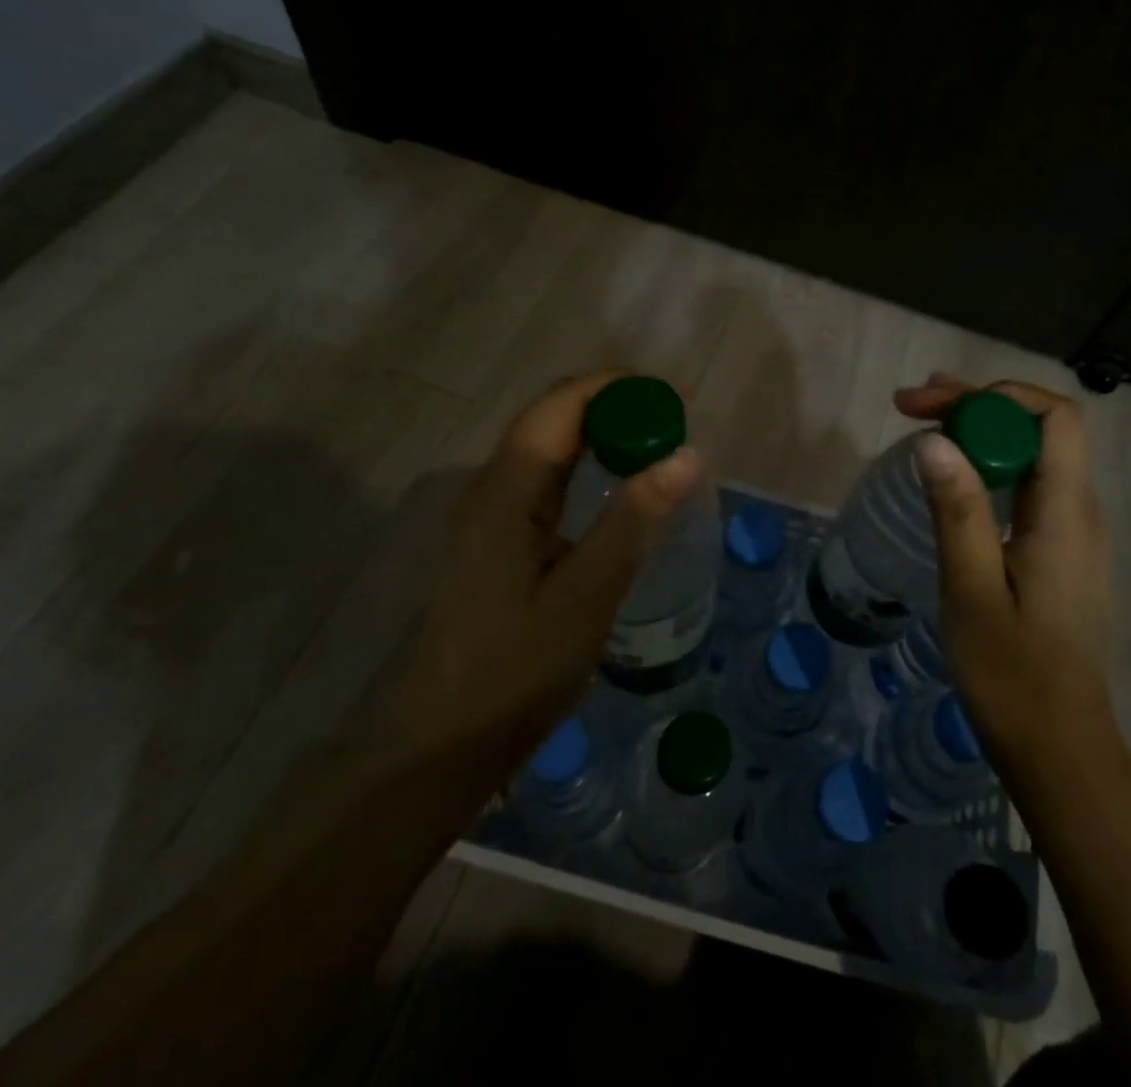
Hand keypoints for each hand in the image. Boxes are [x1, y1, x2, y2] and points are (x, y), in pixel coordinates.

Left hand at [375, 372, 703, 774]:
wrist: (442, 743)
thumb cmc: (514, 672)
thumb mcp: (586, 595)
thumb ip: (634, 519)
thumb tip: (688, 455)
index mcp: (506, 490)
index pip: (561, 405)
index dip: (618, 388)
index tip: (677, 398)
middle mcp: (492, 487)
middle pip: (554, 417)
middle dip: (616, 406)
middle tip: (676, 421)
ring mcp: (491, 513)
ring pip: (550, 446)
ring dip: (604, 434)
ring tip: (659, 443)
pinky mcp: (498, 538)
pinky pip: (548, 479)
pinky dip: (590, 466)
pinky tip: (620, 488)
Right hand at [894, 373, 1120, 770]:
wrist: (1059, 748)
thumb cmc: (1012, 675)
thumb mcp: (972, 590)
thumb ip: (958, 511)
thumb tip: (935, 439)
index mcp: (1067, 514)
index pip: (1054, 417)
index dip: (994, 395)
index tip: (932, 405)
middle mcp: (1082, 513)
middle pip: (1040, 429)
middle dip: (978, 405)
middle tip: (913, 406)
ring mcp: (1074, 535)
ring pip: (1034, 456)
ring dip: (982, 432)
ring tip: (925, 424)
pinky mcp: (1060, 554)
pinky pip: (1030, 488)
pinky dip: (990, 466)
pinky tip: (953, 479)